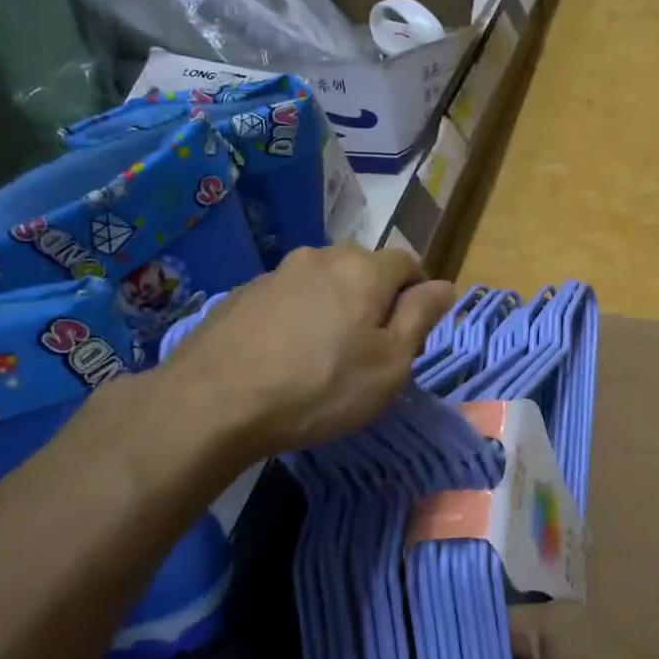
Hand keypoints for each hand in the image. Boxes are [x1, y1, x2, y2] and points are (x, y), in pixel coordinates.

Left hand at [59, 244, 454, 490]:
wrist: (213, 402)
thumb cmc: (320, 386)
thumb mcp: (390, 363)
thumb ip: (422, 316)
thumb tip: (445, 285)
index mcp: (365, 269)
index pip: (408, 263)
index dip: (418, 293)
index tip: (411, 333)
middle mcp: (322, 257)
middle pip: (364, 268)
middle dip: (376, 298)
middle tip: (370, 347)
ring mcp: (277, 272)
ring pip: (323, 281)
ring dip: (334, 305)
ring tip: (324, 352)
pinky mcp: (243, 293)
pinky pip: (288, 297)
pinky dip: (298, 316)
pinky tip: (284, 354)